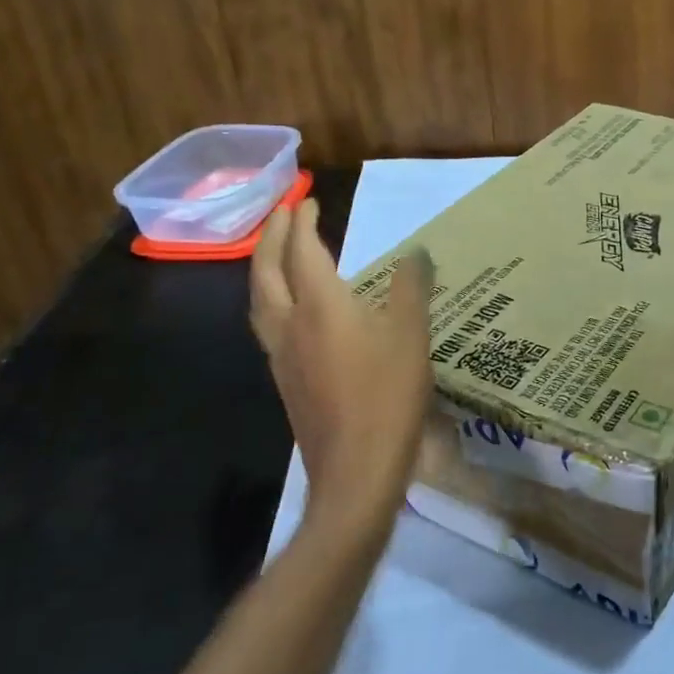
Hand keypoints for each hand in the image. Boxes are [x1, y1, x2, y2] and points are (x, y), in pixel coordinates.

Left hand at [250, 199, 436, 538]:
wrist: (355, 471)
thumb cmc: (388, 398)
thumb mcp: (412, 337)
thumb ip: (412, 289)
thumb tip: (415, 254)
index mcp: (321, 306)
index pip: (302, 251)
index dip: (302, 222)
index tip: (306, 201)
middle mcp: (291, 324)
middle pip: (267, 270)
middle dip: (271, 236)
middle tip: (281, 214)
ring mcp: (281, 355)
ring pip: (259, 299)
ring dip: (263, 267)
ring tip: (274, 253)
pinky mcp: (285, 381)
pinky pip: (266, 324)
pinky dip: (270, 298)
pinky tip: (288, 309)